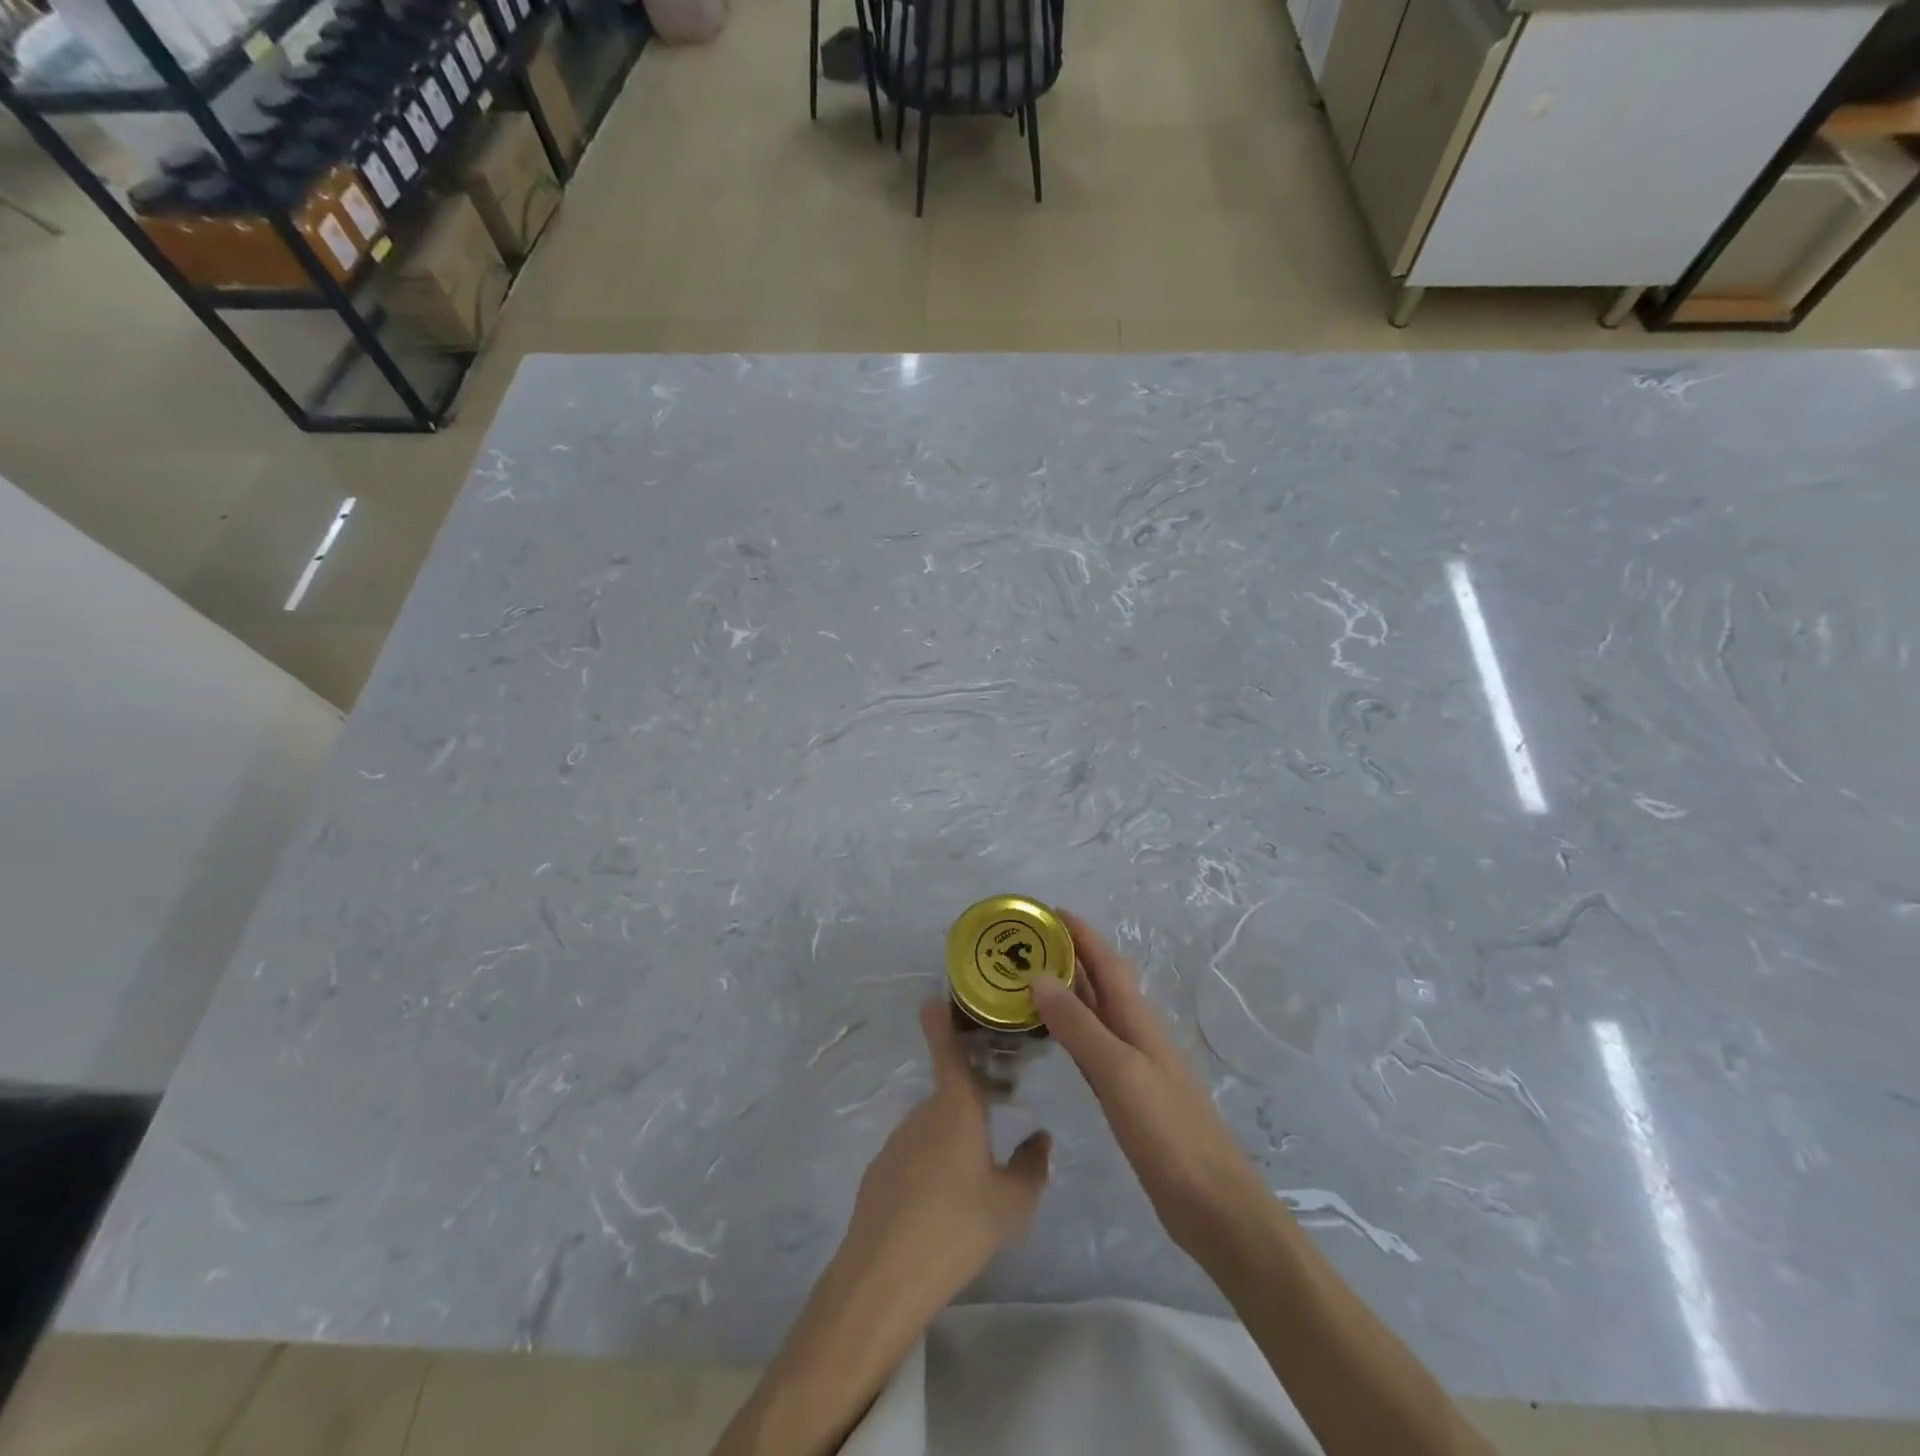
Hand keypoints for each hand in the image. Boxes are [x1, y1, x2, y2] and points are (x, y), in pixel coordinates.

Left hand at [712, 1005, 1050, 1455]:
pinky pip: (913, 1156)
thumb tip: (1040, 1137)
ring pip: (932, 1128)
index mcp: (956, 1106)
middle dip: (971, 1100)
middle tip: (998, 1119)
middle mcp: (923, 1112)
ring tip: (973, 1178)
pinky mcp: (878, 1172)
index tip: (933, 997)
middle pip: (949, 1095)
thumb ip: (1031, 1167)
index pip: (948, 1050)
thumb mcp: (1011, 1204)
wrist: (884, 1276)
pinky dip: (929, 1166)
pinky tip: (940, 1206)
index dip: (941, 1022)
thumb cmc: (957, 1226)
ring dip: (951, 1138)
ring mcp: (896, 1142)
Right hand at [1032, 912, 1267, 1260]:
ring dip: (1065, 991)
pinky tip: (1051, 1036)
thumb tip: (1038, 976)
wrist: (1214, 1206)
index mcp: (1138, 1020)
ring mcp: (1133, 1066)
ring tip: (1025, 979)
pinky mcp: (1127, 1097)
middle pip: (1099, 982)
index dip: (1079, 933)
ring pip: (1093, 1013)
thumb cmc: (1169, 1133)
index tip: (1044, 910)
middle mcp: (1136, 1034)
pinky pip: (1091, 1047)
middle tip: (1021, 944)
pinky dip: (1069, 1031)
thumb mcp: (1119, 1073)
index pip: (1106, 962)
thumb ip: (1079, 1026)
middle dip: (1067, 956)